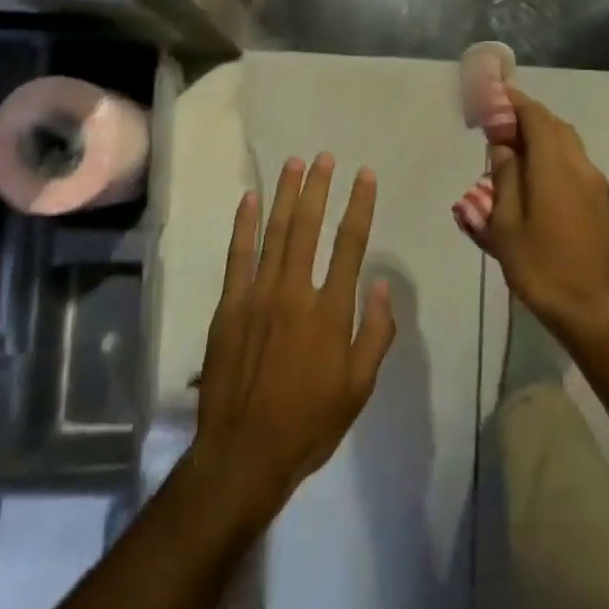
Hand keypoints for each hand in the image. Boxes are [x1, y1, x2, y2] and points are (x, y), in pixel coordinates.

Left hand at [189, 153, 395, 525]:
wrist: (245, 452)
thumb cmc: (310, 422)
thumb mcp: (359, 387)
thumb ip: (374, 333)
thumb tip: (379, 283)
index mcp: (331, 312)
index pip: (350, 244)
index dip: (358, 206)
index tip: (364, 175)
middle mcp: (295, 292)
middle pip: (308, 228)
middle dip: (319, 188)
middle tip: (325, 157)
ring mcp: (258, 296)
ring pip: (275, 233)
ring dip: (285, 195)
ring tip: (294, 164)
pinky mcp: (230, 306)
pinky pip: (238, 256)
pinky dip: (244, 225)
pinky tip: (249, 199)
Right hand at [482, 86, 608, 346]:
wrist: (596, 312)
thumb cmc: (542, 269)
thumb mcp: (507, 225)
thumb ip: (505, 178)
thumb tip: (503, 146)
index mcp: (556, 168)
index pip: (536, 117)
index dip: (513, 101)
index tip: (492, 95)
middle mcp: (581, 168)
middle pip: (555, 127)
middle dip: (526, 118)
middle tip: (496, 123)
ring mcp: (596, 187)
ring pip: (567, 146)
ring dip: (540, 138)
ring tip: (510, 151)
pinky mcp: (601, 206)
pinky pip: (573, 166)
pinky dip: (551, 158)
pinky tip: (532, 180)